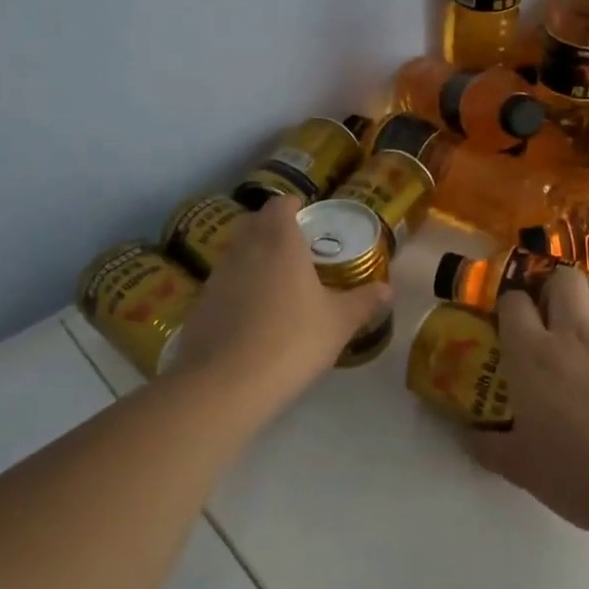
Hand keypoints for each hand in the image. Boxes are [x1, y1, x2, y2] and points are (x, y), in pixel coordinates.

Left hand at [168, 196, 392, 412]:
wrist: (225, 383)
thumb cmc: (292, 341)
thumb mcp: (338, 323)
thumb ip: (363, 302)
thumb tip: (388, 289)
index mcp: (280, 242)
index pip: (280, 205)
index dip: (292, 206)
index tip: (306, 214)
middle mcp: (245, 249)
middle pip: (254, 223)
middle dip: (271, 227)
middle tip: (295, 245)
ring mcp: (217, 276)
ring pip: (236, 252)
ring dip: (253, 256)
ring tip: (276, 280)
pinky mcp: (200, 304)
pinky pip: (223, 283)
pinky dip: (238, 287)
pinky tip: (252, 313)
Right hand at [467, 268, 588, 531]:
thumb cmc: (575, 473)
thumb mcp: (518, 465)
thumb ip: (487, 446)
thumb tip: (465, 437)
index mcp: (531, 354)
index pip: (513, 302)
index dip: (510, 304)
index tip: (510, 319)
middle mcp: (572, 332)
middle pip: (563, 279)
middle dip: (554, 287)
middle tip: (551, 312)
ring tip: (588, 317)